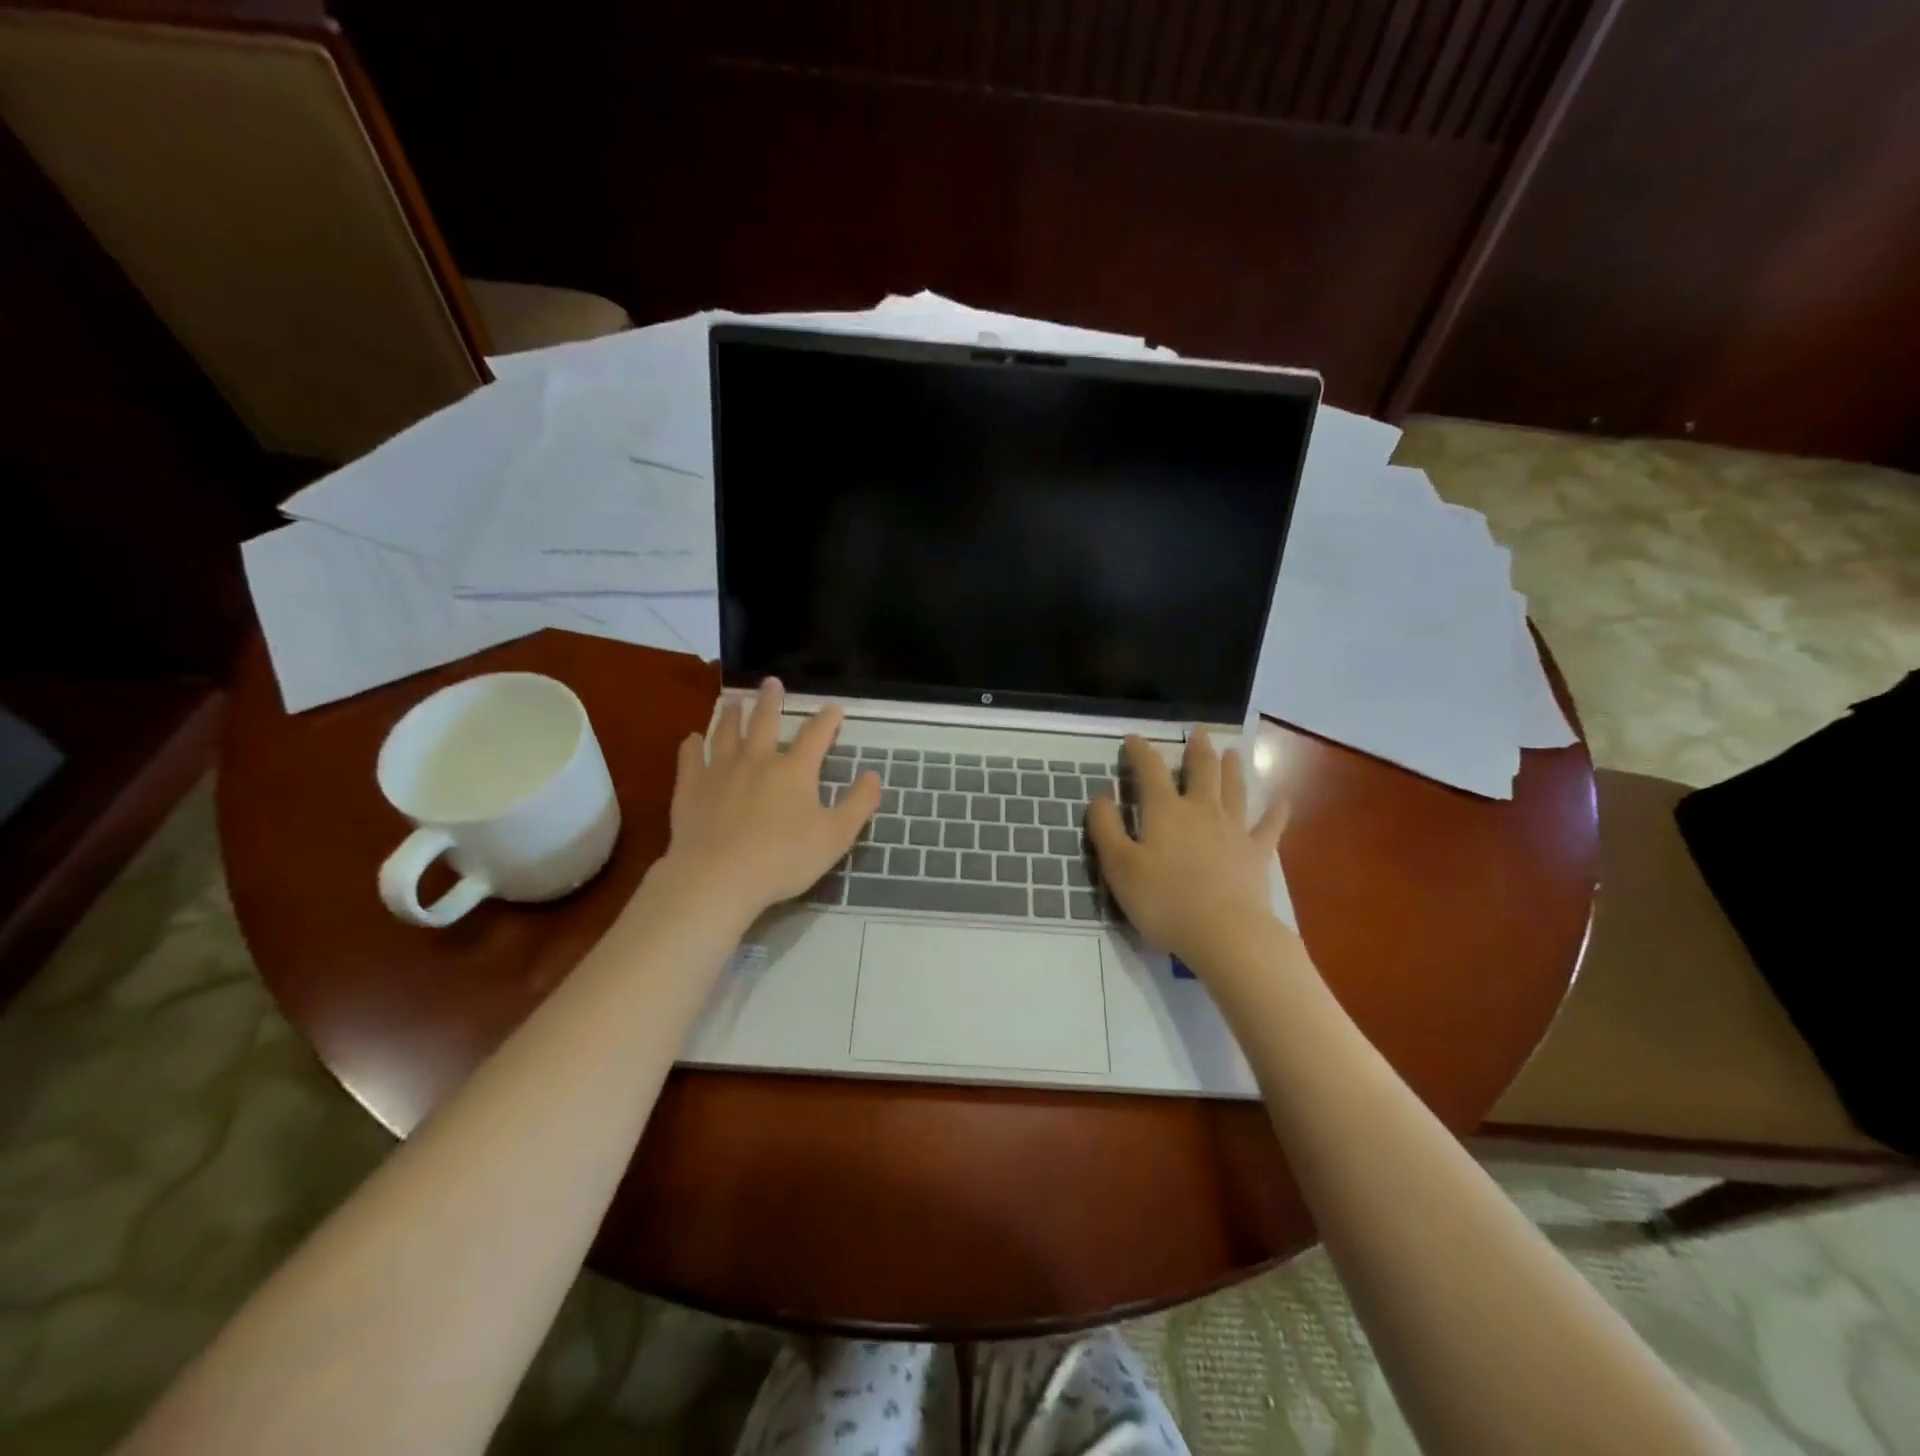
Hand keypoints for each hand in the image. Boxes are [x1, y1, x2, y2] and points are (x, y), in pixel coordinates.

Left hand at [654, 678, 879, 919]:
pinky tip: (691, 738)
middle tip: (770, 682)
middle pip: (765, 722)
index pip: (816, 735)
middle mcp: (757, 760)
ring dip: (732, 714)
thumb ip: (858, 804)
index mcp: (794, 770)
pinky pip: (690, 759)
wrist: (718, 877)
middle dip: (771, 701)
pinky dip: (691, 746)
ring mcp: (720, 771)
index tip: (834, 708)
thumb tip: (872, 775)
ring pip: (726, 733)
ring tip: (734, 700)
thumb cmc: (783, 859)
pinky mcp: (691, 789)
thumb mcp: (835, 837)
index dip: (827, 720)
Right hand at [1087, 730, 1289, 969]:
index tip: (1133, 738)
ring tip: (1232, 751)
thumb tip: (1101, 795)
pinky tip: (1282, 800)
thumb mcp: (1119, 866)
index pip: (1150, 770)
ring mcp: (1234, 830)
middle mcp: (1201, 810)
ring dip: (1232, 768)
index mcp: (1165, 811)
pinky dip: (1276, 811)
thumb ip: (1106, 828)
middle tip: (1198, 732)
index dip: (1140, 751)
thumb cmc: (1164, 901)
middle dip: (1197, 749)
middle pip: (1201, 771)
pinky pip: (1270, 826)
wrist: (1225, 933)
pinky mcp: (1257, 853)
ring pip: (1234, 789)